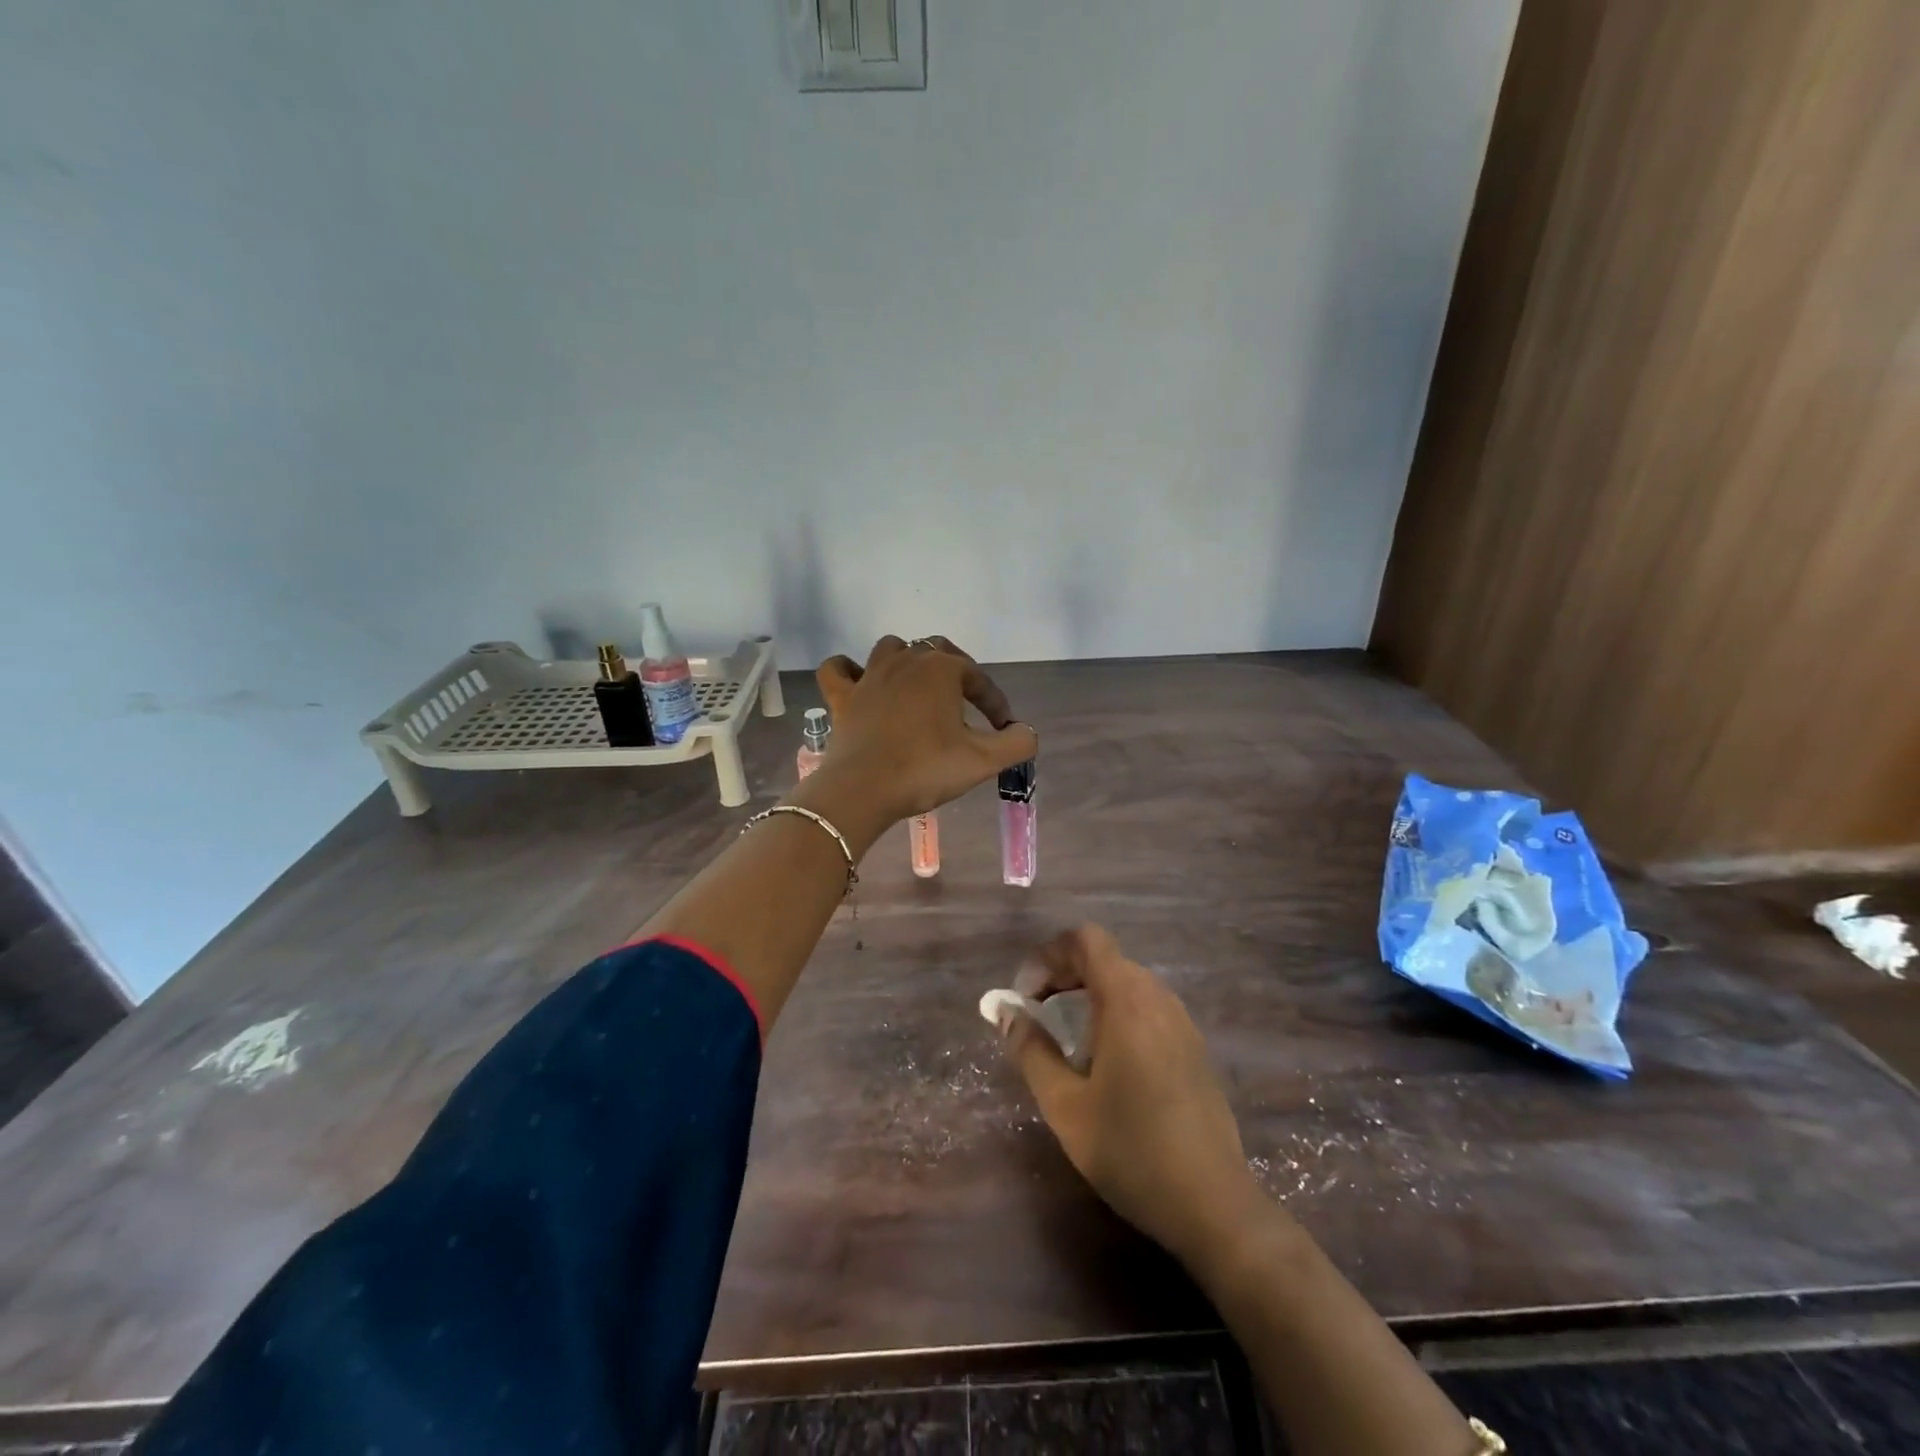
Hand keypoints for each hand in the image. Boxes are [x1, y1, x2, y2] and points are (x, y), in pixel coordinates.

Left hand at [813, 636, 1036, 825]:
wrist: (862, 790)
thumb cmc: (925, 769)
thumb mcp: (983, 761)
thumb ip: (1016, 743)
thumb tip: (1026, 732)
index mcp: (942, 669)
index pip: (978, 678)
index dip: (995, 703)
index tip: (1004, 729)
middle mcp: (906, 660)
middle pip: (937, 650)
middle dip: (956, 672)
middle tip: (967, 703)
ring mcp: (869, 675)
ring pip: (891, 649)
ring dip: (907, 661)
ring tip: (918, 688)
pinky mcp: (841, 696)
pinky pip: (838, 669)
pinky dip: (848, 670)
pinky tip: (859, 682)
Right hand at [997, 925, 1267, 1268]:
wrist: (1214, 1206)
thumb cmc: (1131, 1151)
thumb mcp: (1065, 1105)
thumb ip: (1030, 1050)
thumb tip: (1005, 1011)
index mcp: (1127, 1001)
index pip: (1085, 939)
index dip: (1048, 955)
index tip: (1027, 996)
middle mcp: (1158, 998)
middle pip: (1104, 958)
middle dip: (1063, 974)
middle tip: (1037, 1014)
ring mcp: (1182, 1022)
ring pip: (1126, 981)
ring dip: (1089, 993)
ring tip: (1066, 1038)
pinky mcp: (1193, 1047)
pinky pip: (1146, 1006)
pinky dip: (1115, 1012)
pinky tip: (1105, 1060)